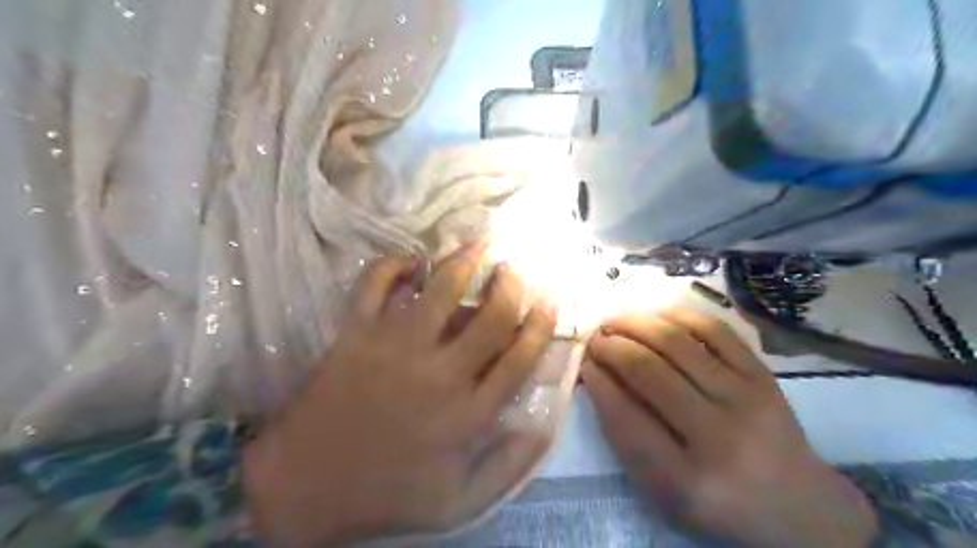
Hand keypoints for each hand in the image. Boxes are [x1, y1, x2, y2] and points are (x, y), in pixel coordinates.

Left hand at [242, 244, 555, 547]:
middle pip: (491, 317)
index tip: (551, 298)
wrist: (305, 486)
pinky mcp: (355, 334)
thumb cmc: (388, 492)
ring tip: (479, 244)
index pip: (519, 358)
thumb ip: (508, 467)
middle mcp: (438, 373)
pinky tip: (411, 261)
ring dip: (465, 260)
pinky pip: (373, 283)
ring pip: (441, 289)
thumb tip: (543, 424)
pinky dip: (392, 263)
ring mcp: (394, 347)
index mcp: (467, 414)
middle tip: (515, 267)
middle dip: (512, 285)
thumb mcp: (460, 502)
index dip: (541, 323)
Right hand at [580, 309, 876, 547]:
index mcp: (687, 481)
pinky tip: (654, 312)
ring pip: (676, 343)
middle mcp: (719, 437)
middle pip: (649, 372)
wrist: (797, 505)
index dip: (598, 383)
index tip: (583, 363)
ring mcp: (746, 399)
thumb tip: (597, 375)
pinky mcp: (763, 375)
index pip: (626, 418)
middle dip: (611, 346)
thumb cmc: (717, 501)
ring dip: (636, 324)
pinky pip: (714, 331)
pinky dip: (678, 314)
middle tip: (594, 337)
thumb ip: (626, 437)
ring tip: (615, 320)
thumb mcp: (662, 490)